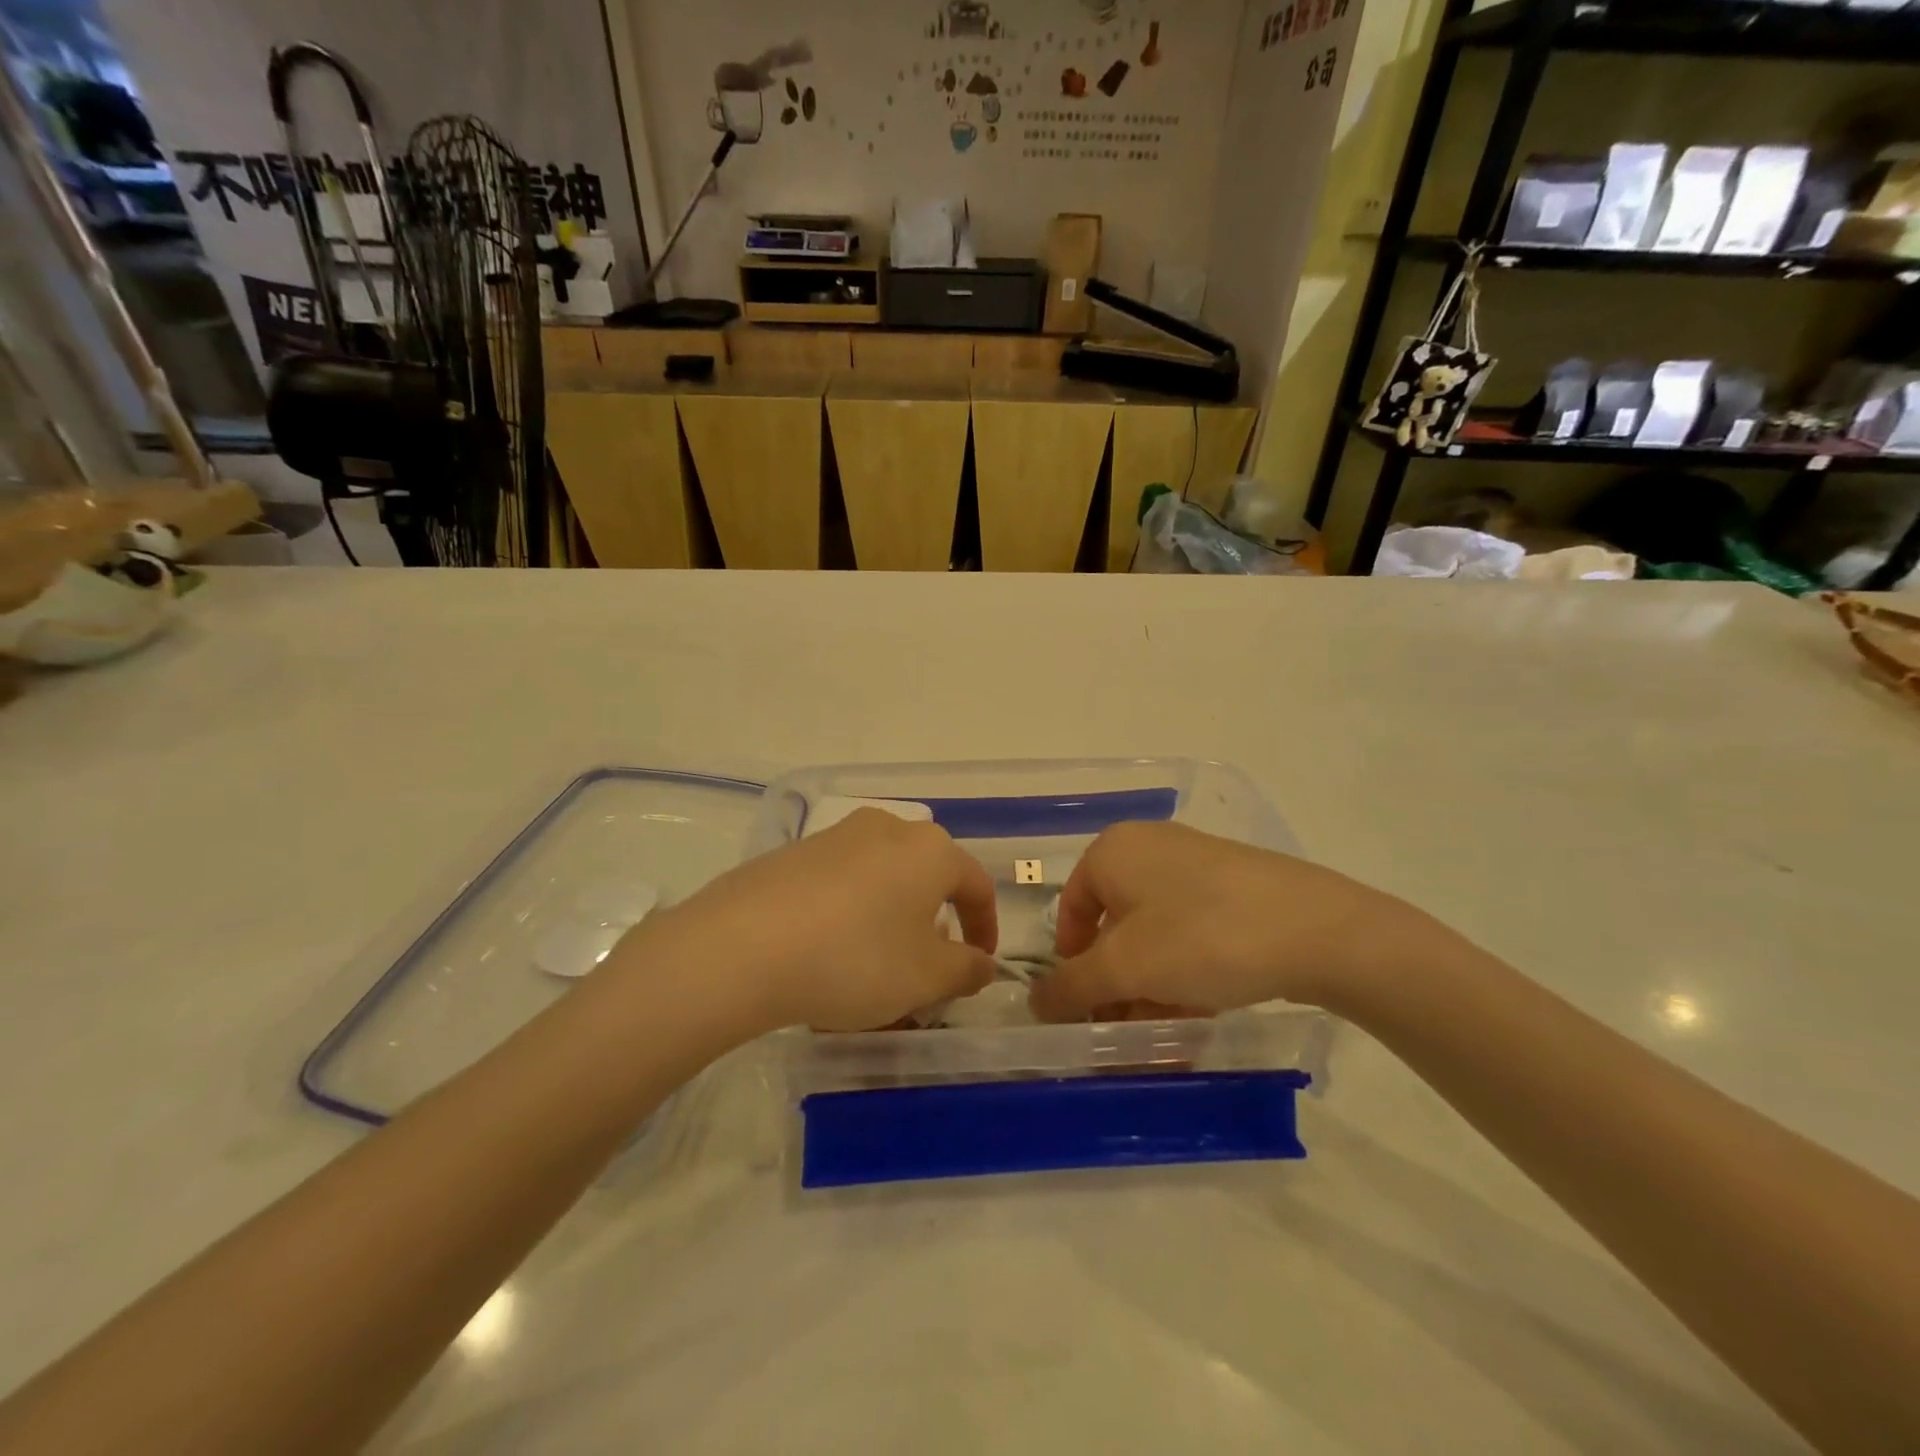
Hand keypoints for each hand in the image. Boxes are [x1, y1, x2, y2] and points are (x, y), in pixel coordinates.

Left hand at [643, 809, 999, 1033]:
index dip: (985, 926)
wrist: (742, 947)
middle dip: (934, 922)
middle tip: (926, 966)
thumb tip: (981, 963)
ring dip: (890, 918)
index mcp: (930, 850)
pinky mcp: (793, 852)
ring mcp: (836, 836)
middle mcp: (887, 829)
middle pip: (926, 876)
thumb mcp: (925, 977)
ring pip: (881, 879)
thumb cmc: (855, 959)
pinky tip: (827, 953)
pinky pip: (840, 883)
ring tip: (874, 965)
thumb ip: (966, 970)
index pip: (976, 884)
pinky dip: (849, 914)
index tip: (979, 963)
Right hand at [1029, 822, 1432, 1022]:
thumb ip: (1071, 987)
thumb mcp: (1125, 968)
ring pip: (1154, 935)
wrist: (1318, 929)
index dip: (1072, 966)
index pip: (1069, 911)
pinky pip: (1191, 931)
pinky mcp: (1235, 886)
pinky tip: (1201, 1010)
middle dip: (1117, 985)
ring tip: (1167, 1032)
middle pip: (1113, 928)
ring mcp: (1196, 864)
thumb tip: (1035, 1002)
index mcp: (1113, 851)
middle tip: (1128, 1030)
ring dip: (1151, 987)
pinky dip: (1185, 972)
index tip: (1089, 1009)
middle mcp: (1149, 848)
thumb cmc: (1201, 937)